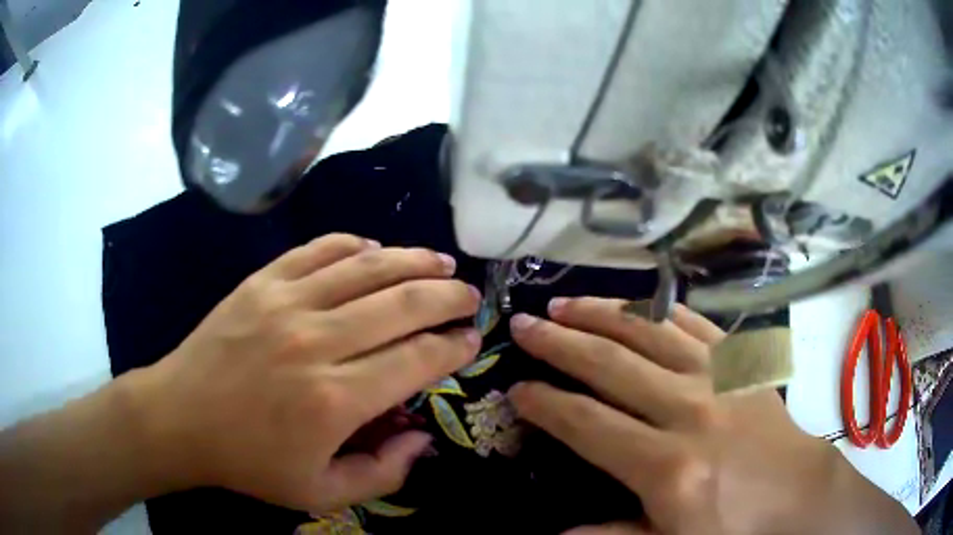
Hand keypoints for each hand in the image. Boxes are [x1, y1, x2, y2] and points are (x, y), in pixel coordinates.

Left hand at [132, 234, 481, 513]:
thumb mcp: (321, 493)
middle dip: (447, 296)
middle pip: (402, 303)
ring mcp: (286, 302)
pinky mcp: (262, 281)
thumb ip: (382, 474)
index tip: (472, 339)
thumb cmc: (249, 462)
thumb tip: (421, 438)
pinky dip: (354, 244)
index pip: (416, 359)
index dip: (453, 347)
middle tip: (468, 295)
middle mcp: (316, 341)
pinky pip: (319, 249)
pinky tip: (375, 249)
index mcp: (334, 400)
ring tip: (440, 261)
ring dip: (413, 260)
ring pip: (367, 267)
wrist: (181, 417)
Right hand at [507, 298, 916, 534]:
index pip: (588, 423)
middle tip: (522, 325)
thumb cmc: (735, 527)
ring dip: (602, 314)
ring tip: (565, 302)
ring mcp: (719, 378)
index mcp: (667, 465)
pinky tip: (638, 302)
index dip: (546, 403)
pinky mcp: (741, 364)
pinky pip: (695, 324)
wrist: (801, 495)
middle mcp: (689, 410)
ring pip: (650, 331)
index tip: (517, 389)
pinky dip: (661, 309)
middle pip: (611, 365)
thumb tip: (560, 532)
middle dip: (559, 343)